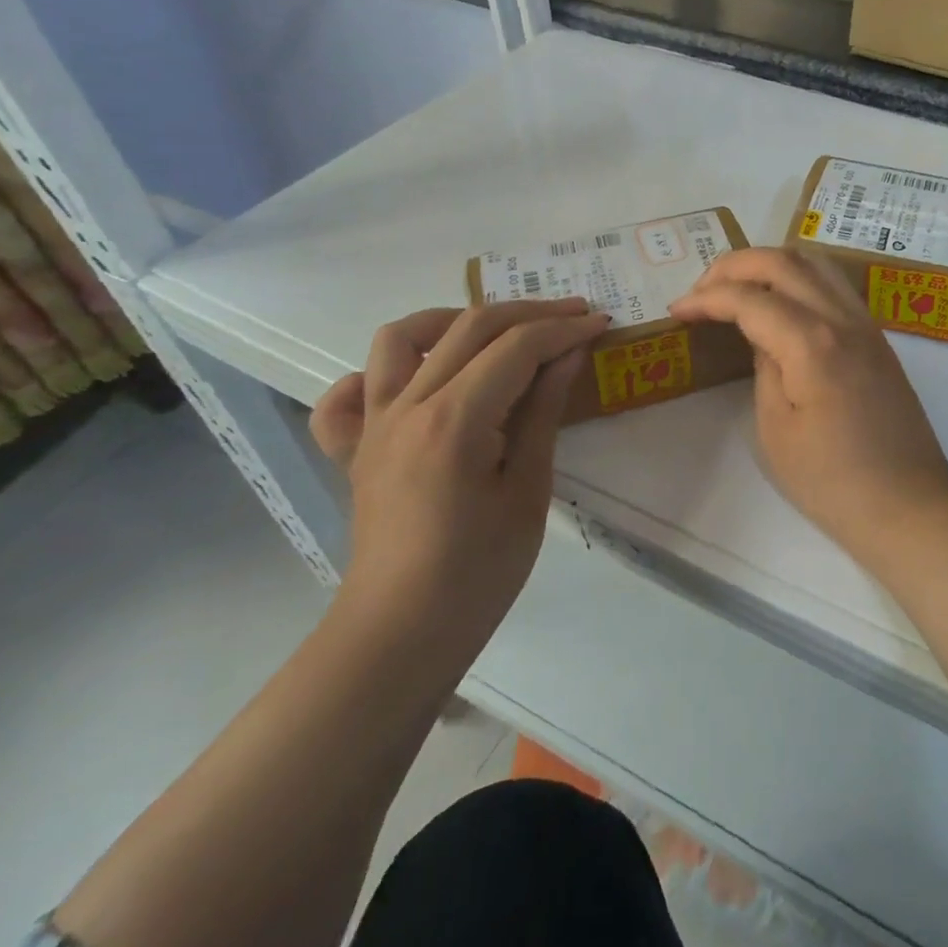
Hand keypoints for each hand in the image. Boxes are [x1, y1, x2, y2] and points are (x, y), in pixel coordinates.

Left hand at [309, 300, 609, 656]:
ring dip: (451, 321)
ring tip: (493, 334)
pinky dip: (376, 375)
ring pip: (400, 338)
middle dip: (529, 313)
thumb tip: (568, 354)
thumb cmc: (479, 571)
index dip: (564, 329)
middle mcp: (407, 407)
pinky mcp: (355, 448)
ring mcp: (373, 425)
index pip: (516, 347)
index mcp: (455, 421)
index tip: (600, 324)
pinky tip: (413, 383)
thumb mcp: (529, 490)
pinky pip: (347, 395)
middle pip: (469, 328)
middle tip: (573, 317)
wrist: (402, 633)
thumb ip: (543, 412)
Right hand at [669, 247, 947, 542]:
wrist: (907, 505)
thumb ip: (764, 368)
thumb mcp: (776, 430)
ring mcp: (867, 324)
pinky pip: (834, 285)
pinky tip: (780, 304)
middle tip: (701, 290)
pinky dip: (799, 278)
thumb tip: (761, 336)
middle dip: (734, 265)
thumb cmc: (832, 481)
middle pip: (784, 261)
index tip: (677, 312)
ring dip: (770, 264)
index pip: (750, 298)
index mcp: (812, 343)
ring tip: (738, 288)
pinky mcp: (877, 337)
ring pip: (815, 262)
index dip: (706, 298)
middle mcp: (843, 318)